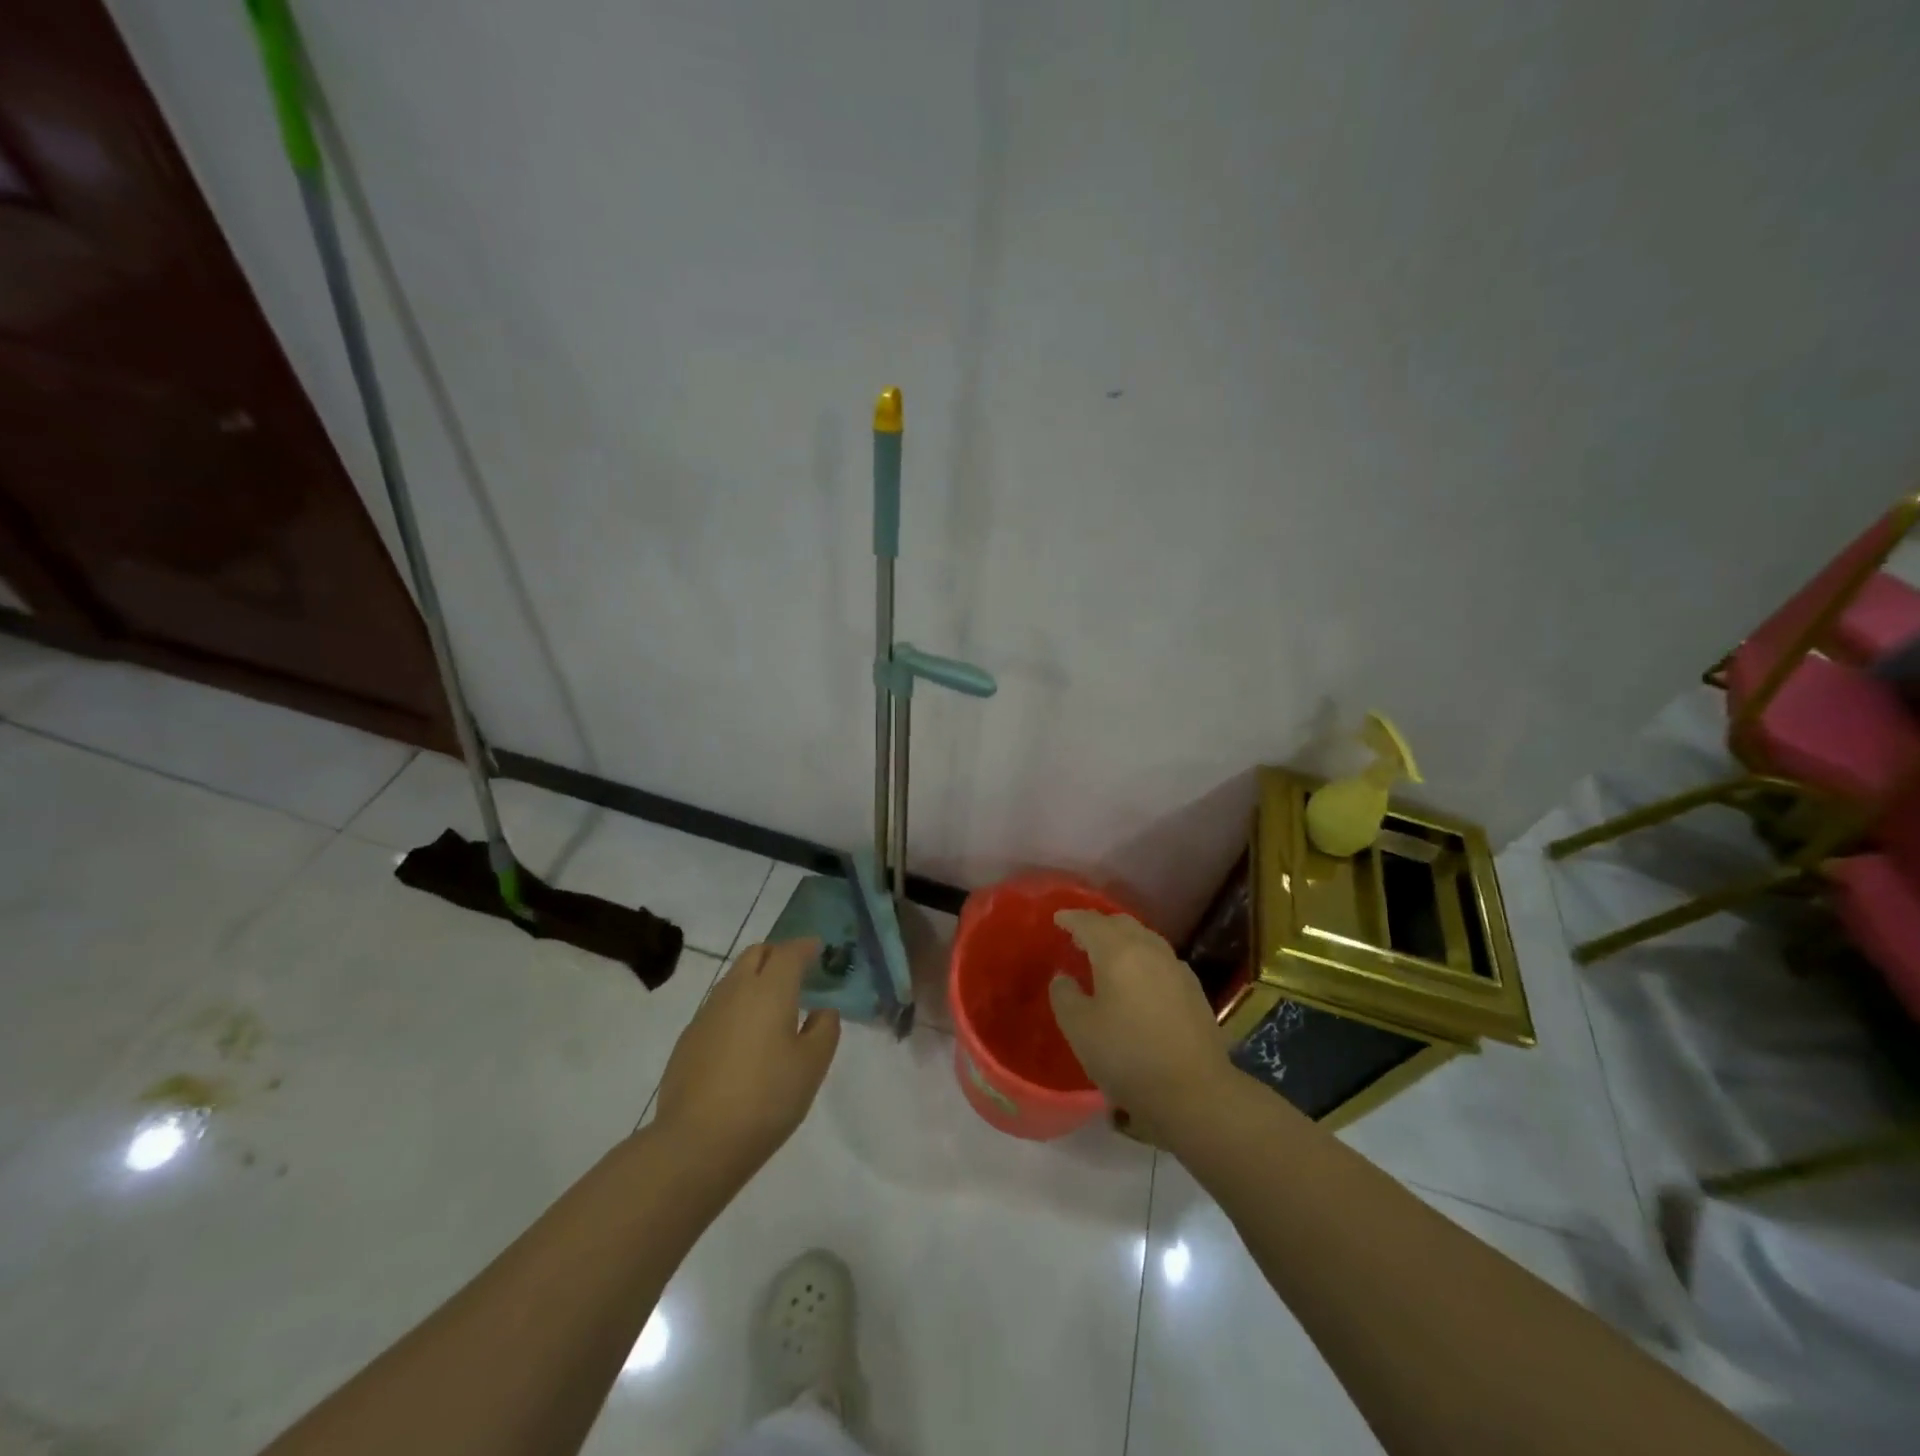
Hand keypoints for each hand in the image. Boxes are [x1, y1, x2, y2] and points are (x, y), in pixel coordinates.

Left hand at [653, 940, 840, 1176]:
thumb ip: (825, 1030)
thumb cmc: (766, 1099)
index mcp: (770, 990)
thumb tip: (822, 1011)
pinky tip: (745, 1039)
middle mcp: (735, 991)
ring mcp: (706, 1014)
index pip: (789, 952)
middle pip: (755, 954)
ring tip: (773, 1007)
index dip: (805, 947)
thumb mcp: (812, 1066)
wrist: (697, 1143)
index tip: (818, 949)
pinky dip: (736, 1007)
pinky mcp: (688, 1039)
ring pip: (734, 978)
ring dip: (755, 980)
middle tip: (797, 972)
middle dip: (777, 954)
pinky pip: (718, 1006)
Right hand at [1049, 910, 1230, 1132]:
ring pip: (1144, 939)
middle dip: (1098, 925)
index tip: (1058, 919)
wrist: (1194, 1090)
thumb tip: (1064, 978)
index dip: (1071, 918)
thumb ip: (1064, 996)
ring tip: (1107, 958)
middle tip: (1079, 938)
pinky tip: (1139, 980)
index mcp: (1118, 952)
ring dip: (1123, 940)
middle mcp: (1149, 949)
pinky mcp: (1193, 988)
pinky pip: (1160, 959)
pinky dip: (1142, 959)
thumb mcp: (1079, 1029)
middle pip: (1121, 923)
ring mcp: (1176, 967)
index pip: (1090, 922)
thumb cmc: (1127, 1056)